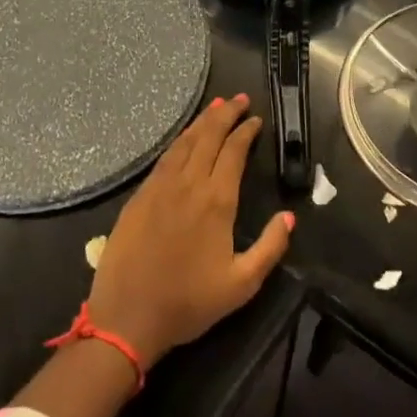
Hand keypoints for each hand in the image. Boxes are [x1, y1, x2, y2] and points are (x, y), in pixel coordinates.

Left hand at [87, 93, 293, 369]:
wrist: (127, 318)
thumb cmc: (188, 303)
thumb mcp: (242, 285)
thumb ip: (270, 247)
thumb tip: (289, 216)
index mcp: (216, 201)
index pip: (233, 152)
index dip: (245, 132)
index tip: (255, 119)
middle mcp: (188, 184)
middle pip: (208, 137)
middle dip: (224, 113)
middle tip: (238, 98)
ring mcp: (159, 188)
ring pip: (183, 143)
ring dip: (201, 122)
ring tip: (215, 107)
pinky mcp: (138, 197)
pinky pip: (163, 159)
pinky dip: (178, 141)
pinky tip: (184, 139)